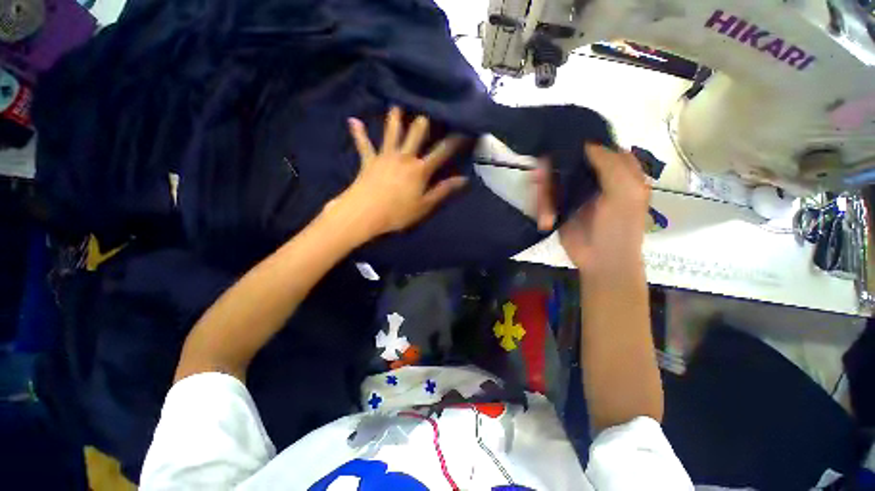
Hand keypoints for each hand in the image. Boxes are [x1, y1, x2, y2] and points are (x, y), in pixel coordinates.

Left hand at [332, 107, 466, 239]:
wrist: (365, 213)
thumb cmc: (398, 213)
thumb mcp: (425, 205)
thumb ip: (443, 190)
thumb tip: (464, 179)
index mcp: (420, 169)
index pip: (442, 152)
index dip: (455, 141)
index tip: (465, 129)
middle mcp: (404, 157)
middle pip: (416, 133)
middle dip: (424, 121)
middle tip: (428, 106)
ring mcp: (385, 156)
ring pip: (392, 132)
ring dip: (395, 117)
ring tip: (396, 103)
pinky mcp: (368, 160)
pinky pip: (363, 144)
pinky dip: (358, 133)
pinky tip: (353, 120)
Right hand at [534, 143, 649, 274]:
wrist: (601, 260)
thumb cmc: (620, 227)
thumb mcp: (624, 193)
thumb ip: (610, 165)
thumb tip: (586, 143)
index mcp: (617, 172)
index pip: (599, 148)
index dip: (583, 141)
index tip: (563, 136)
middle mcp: (595, 179)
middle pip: (570, 162)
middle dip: (555, 164)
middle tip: (541, 166)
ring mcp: (575, 193)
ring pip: (554, 178)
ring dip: (544, 183)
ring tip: (535, 183)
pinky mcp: (559, 207)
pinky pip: (546, 196)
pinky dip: (540, 199)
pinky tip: (540, 206)